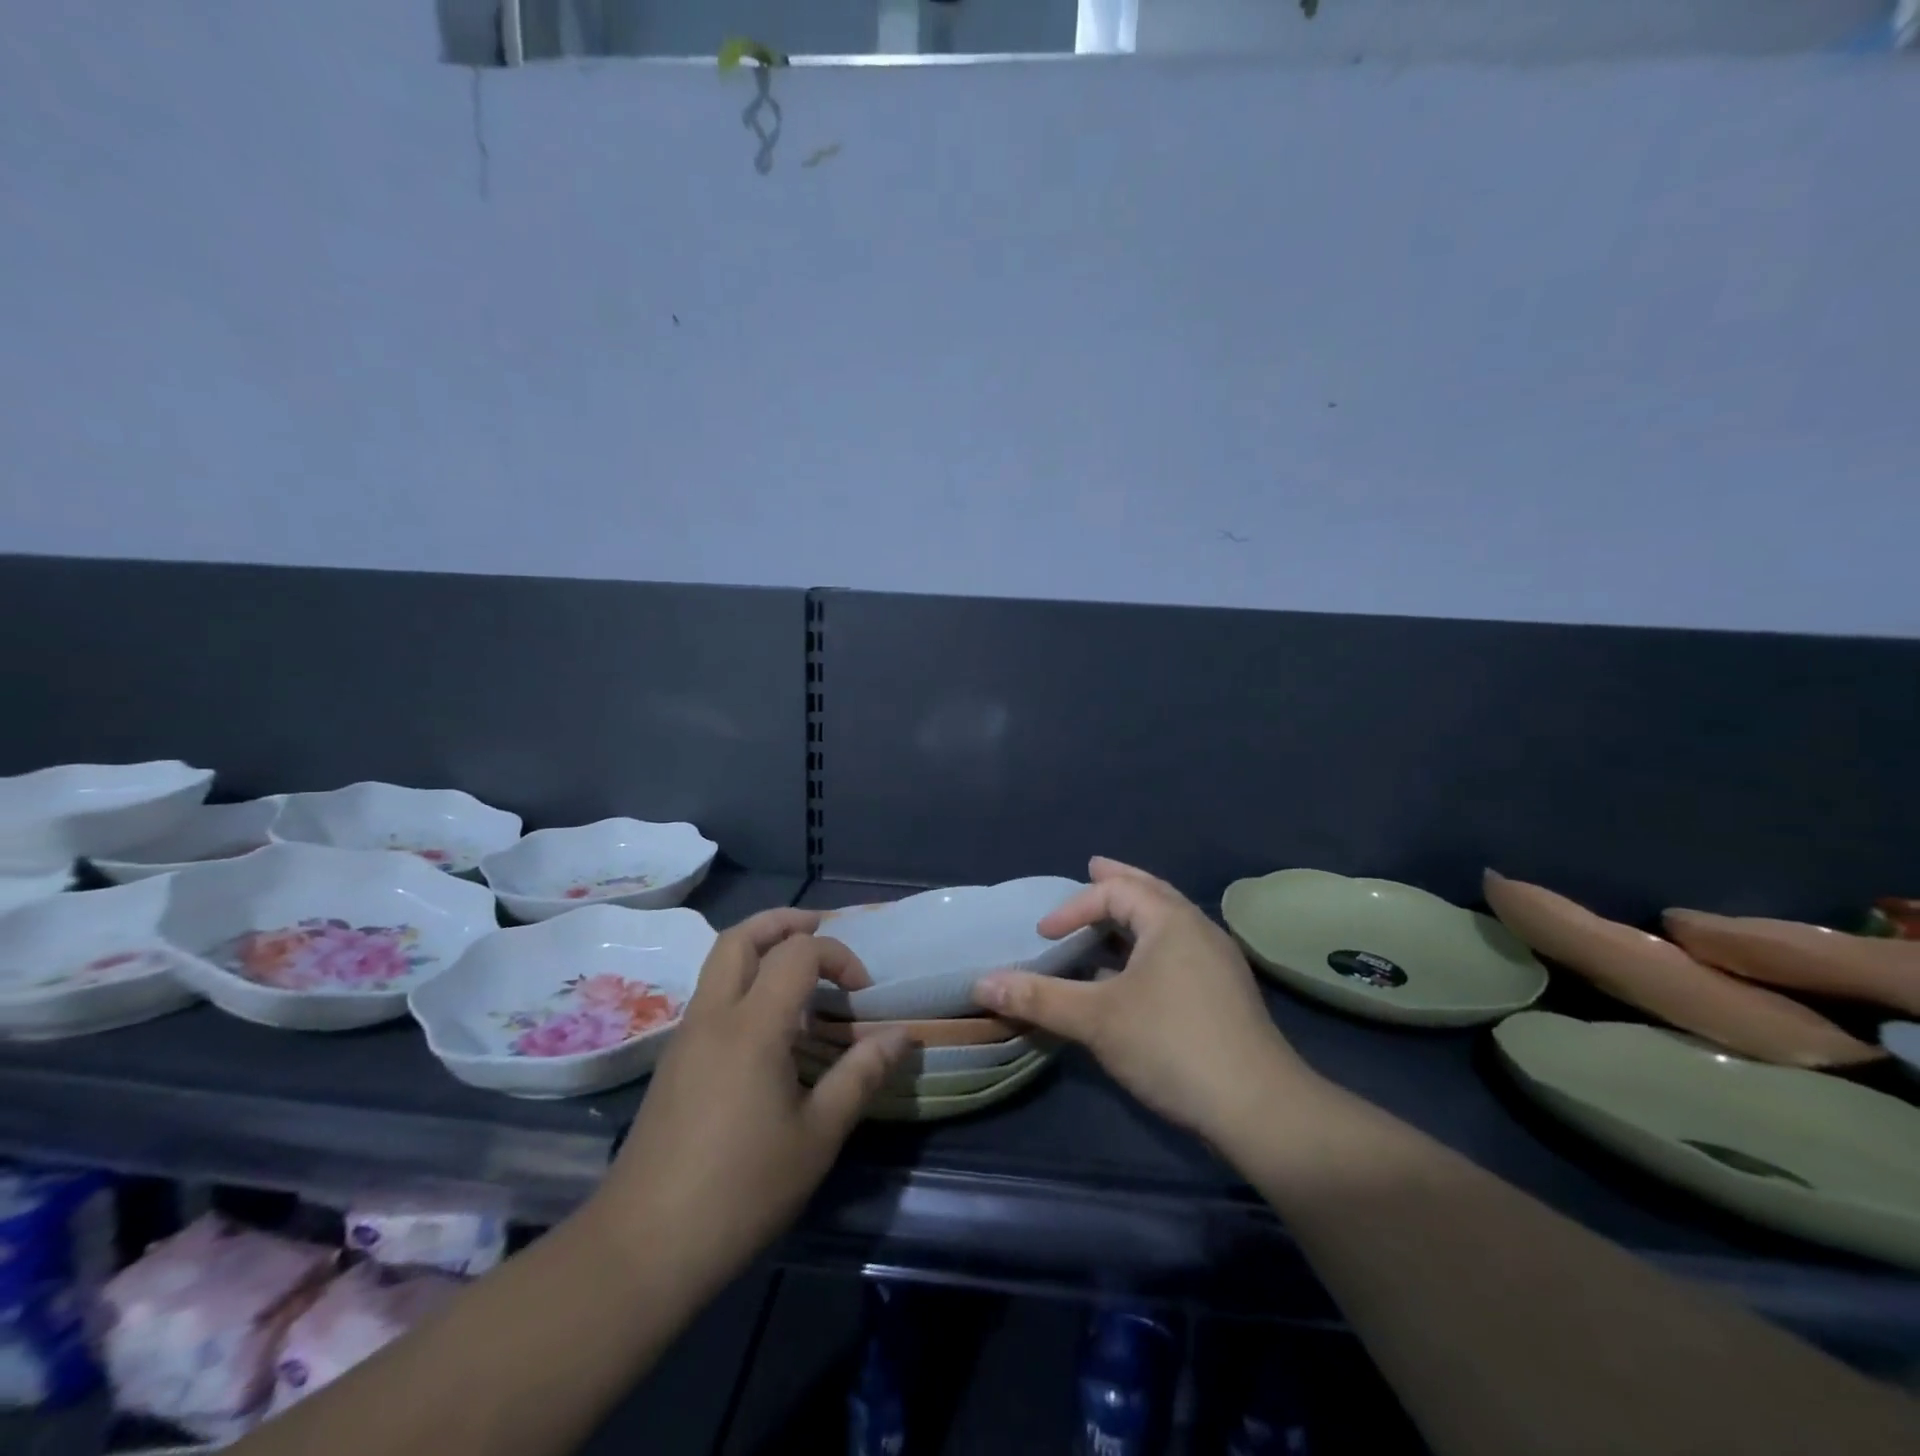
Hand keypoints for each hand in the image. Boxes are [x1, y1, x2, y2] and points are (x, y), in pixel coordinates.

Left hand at [589, 909, 908, 1295]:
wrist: (642, 1248)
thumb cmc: (741, 1189)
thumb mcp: (818, 1135)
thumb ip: (861, 1075)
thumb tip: (901, 1035)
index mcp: (752, 1025)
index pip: (798, 952)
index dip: (838, 956)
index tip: (863, 992)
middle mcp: (713, 1015)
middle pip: (741, 936)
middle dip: (784, 922)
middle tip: (821, 931)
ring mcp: (685, 1036)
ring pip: (719, 962)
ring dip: (761, 949)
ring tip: (801, 976)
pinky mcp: (673, 1062)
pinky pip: (712, 996)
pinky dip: (744, 983)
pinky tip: (769, 1029)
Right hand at [975, 858, 1315, 1145]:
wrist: (1259, 1107)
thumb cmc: (1172, 1045)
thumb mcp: (1096, 1019)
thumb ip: (1039, 997)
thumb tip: (982, 983)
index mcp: (1170, 920)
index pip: (1114, 892)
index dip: (1072, 907)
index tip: (1044, 935)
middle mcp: (1198, 929)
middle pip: (1151, 891)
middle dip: (1117, 881)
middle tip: (1093, 866)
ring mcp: (1217, 961)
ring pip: (1169, 921)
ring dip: (1136, 913)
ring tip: (1111, 914)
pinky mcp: (1225, 992)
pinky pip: (1178, 948)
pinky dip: (1150, 942)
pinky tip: (1136, 970)